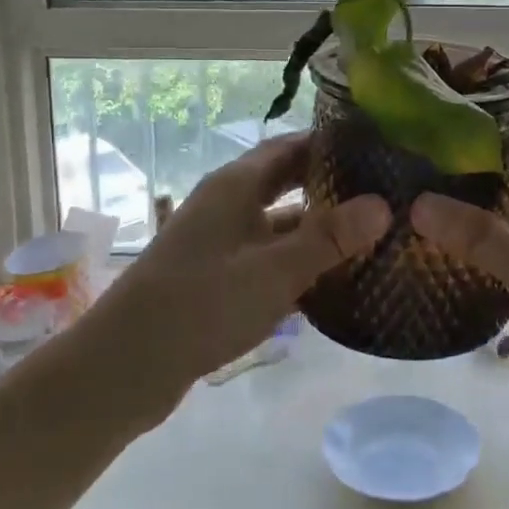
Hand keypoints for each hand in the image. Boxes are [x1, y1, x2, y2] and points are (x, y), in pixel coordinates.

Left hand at [89, 134, 390, 406]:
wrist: (125, 366)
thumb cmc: (202, 303)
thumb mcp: (275, 270)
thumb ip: (330, 238)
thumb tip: (383, 204)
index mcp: (236, 185)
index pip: (290, 145)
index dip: (330, 142)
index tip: (375, 146)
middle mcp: (226, 204)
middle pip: (285, 181)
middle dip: (329, 183)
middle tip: (380, 189)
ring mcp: (219, 241)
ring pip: (277, 223)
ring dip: (316, 227)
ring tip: (367, 234)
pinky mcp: (215, 276)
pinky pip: (266, 256)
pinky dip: (296, 261)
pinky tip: (329, 279)